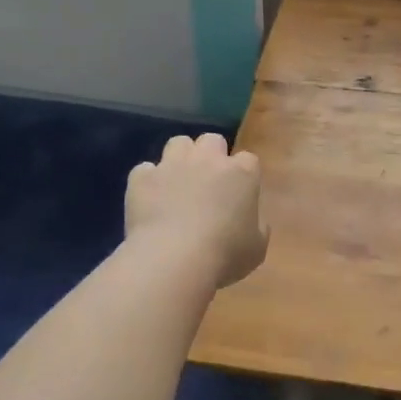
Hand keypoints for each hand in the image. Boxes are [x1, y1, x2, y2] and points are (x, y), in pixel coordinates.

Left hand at [126, 133, 267, 288]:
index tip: (239, 193)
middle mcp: (208, 159)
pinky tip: (149, 199)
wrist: (173, 259)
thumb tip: (252, 221)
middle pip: (212, 141)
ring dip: (180, 158)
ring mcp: (173, 165)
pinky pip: (145, 170)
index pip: (248, 160)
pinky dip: (148, 181)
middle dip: (211, 156)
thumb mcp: (257, 248)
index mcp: (242, 173)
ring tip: (177, 182)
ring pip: (178, 143)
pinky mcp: (143, 177)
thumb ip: (257, 227)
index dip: (243, 175)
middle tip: (208, 182)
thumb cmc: (225, 254)